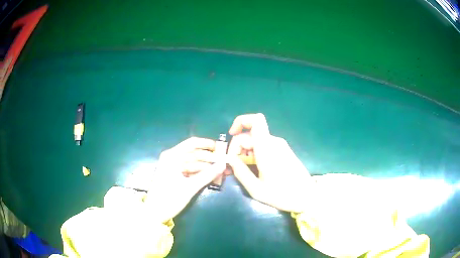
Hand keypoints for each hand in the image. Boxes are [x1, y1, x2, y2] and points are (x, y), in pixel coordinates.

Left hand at [145, 137, 225, 222]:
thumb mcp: (190, 187)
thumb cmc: (170, 198)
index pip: (192, 143)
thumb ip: (207, 175)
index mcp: (172, 156)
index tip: (221, 148)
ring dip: (206, 167)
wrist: (155, 213)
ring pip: (193, 162)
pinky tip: (210, 176)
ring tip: (220, 171)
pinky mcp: (174, 175)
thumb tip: (223, 164)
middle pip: (194, 153)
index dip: (207, 144)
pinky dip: (199, 173)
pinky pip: (189, 170)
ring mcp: (172, 166)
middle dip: (209, 158)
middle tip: (224, 163)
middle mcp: (171, 158)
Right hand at [227, 113, 314, 212]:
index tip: (231, 136)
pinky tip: (253, 170)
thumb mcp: (256, 189)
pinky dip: (254, 154)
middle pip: (250, 134)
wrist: (307, 197)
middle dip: (238, 147)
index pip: (255, 120)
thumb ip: (240, 172)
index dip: (240, 122)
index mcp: (267, 148)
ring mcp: (280, 146)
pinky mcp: (283, 151)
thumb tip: (229, 159)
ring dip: (245, 153)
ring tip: (242, 171)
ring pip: (255, 141)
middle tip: (233, 167)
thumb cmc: (282, 195)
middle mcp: (274, 142)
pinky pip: (263, 146)